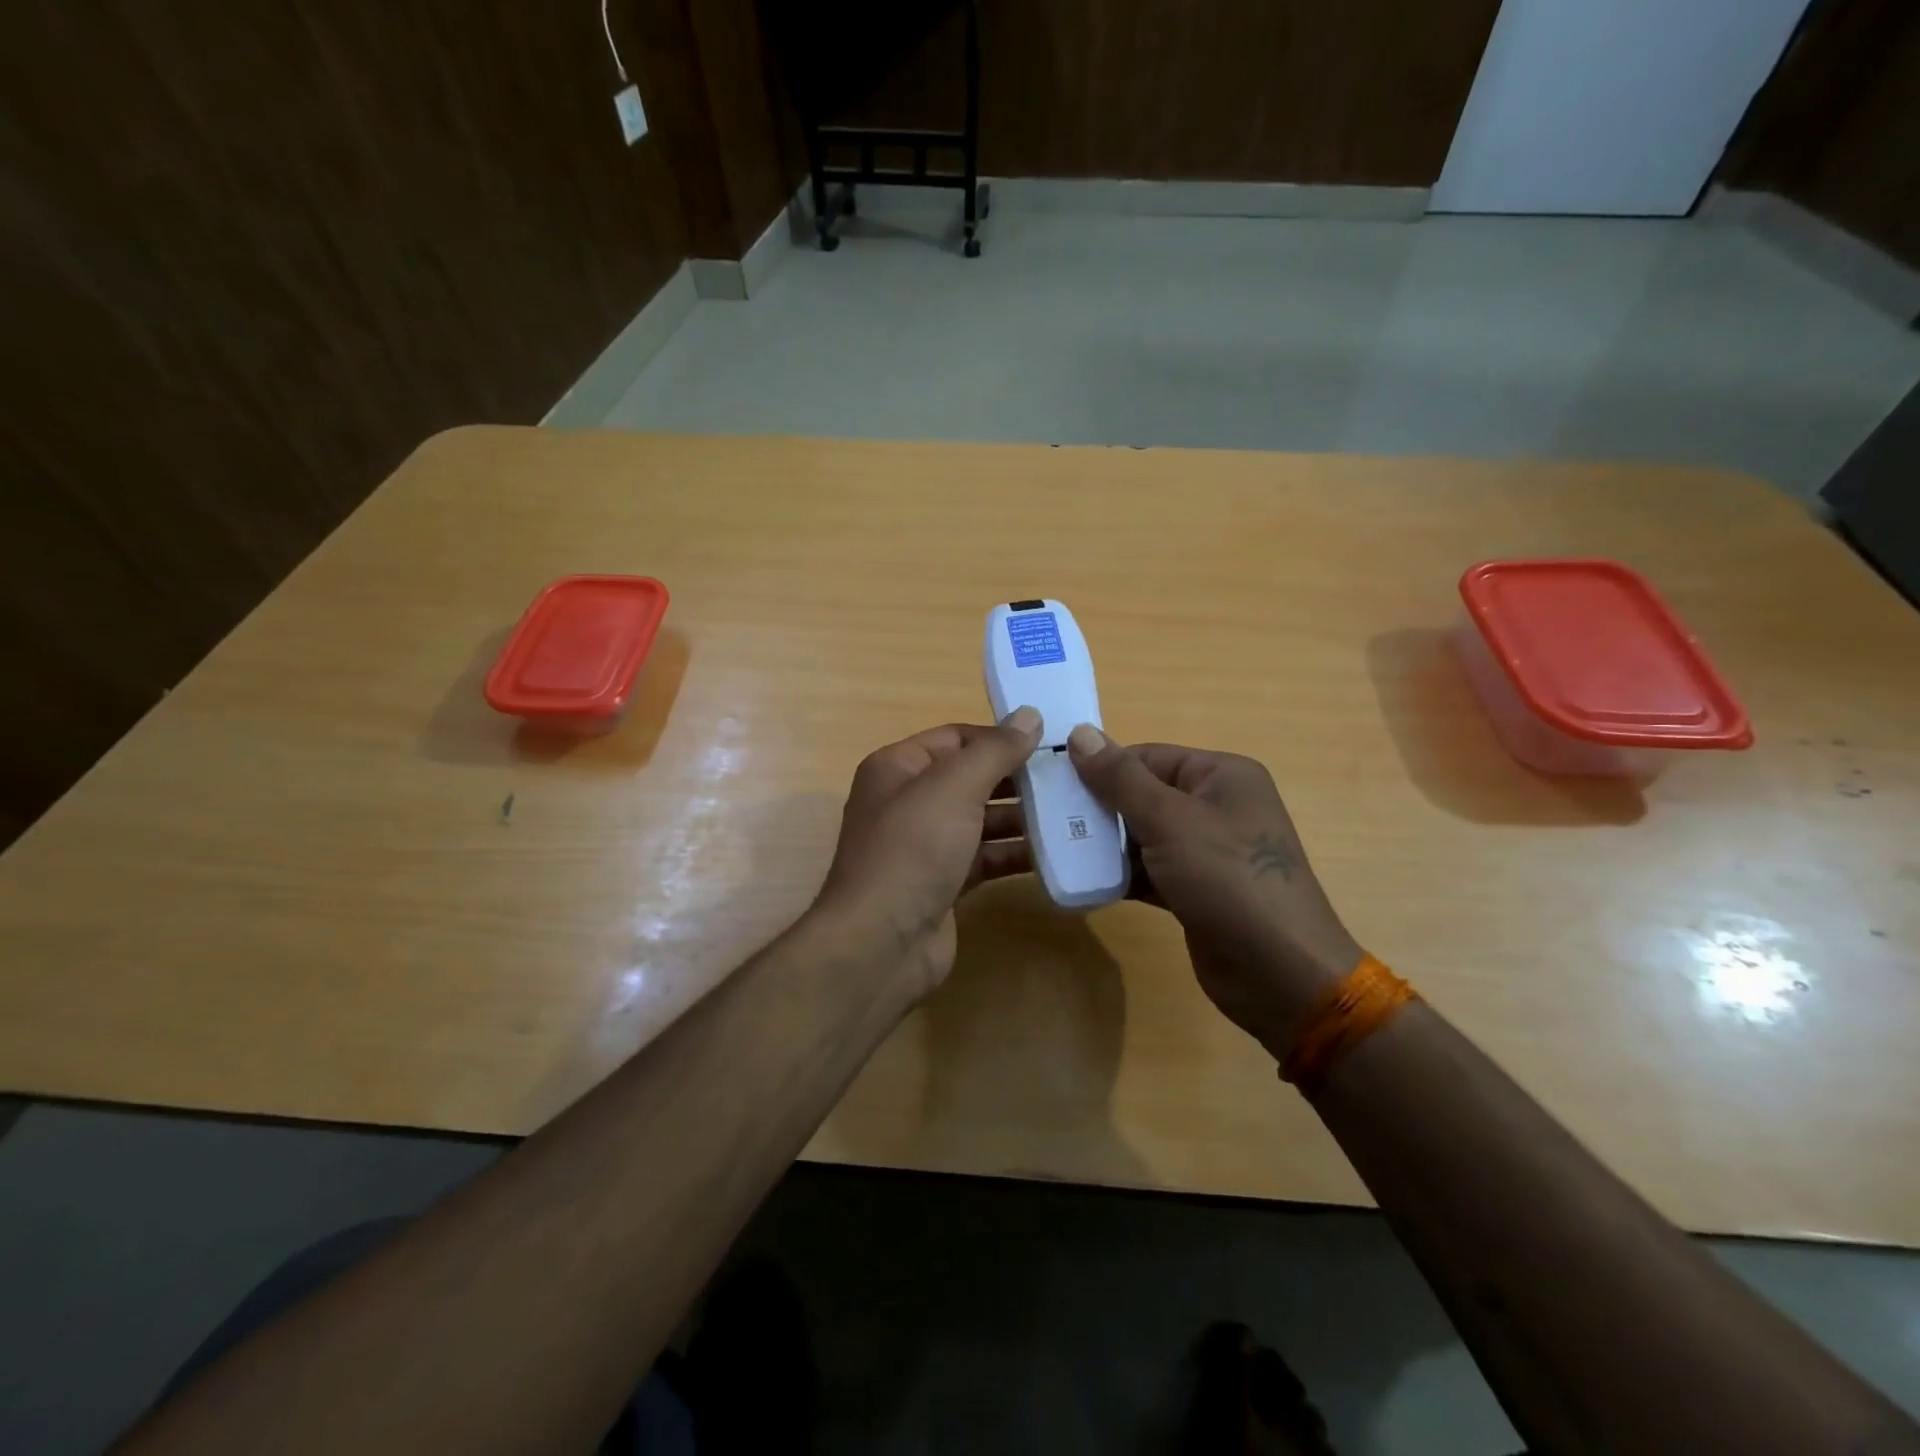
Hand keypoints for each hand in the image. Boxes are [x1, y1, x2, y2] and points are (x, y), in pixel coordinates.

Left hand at [815, 708, 1042, 993]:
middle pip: (971, 779)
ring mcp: (925, 845)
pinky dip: (1015, 854)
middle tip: (1070, 778)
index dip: (999, 737)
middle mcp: (909, 801)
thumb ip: (995, 750)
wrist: (882, 942)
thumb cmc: (913, 849)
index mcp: (899, 767)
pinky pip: (985, 858)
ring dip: (1022, 817)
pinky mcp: (944, 883)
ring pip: (981, 820)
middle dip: (1017, 778)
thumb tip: (1030, 715)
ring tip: (1072, 812)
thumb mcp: (954, 787)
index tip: (1049, 742)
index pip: (955, 737)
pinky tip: (1056, 852)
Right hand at [1067, 726, 1361, 1060]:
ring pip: (1144, 835)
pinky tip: (1085, 880)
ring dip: (1106, 843)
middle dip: (1099, 808)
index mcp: (1221, 775)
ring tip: (1058, 849)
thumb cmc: (1227, 879)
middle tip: (1049, 820)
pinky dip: (1122, 874)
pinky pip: (1151, 870)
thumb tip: (1079, 733)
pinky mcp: (1197, 890)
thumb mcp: (1169, 820)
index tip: (1053, 784)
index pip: (1148, 756)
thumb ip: (1120, 778)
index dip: (1101, 767)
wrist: (1279, 973)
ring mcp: (1208, 851)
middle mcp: (1217, 806)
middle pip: (1143, 794)